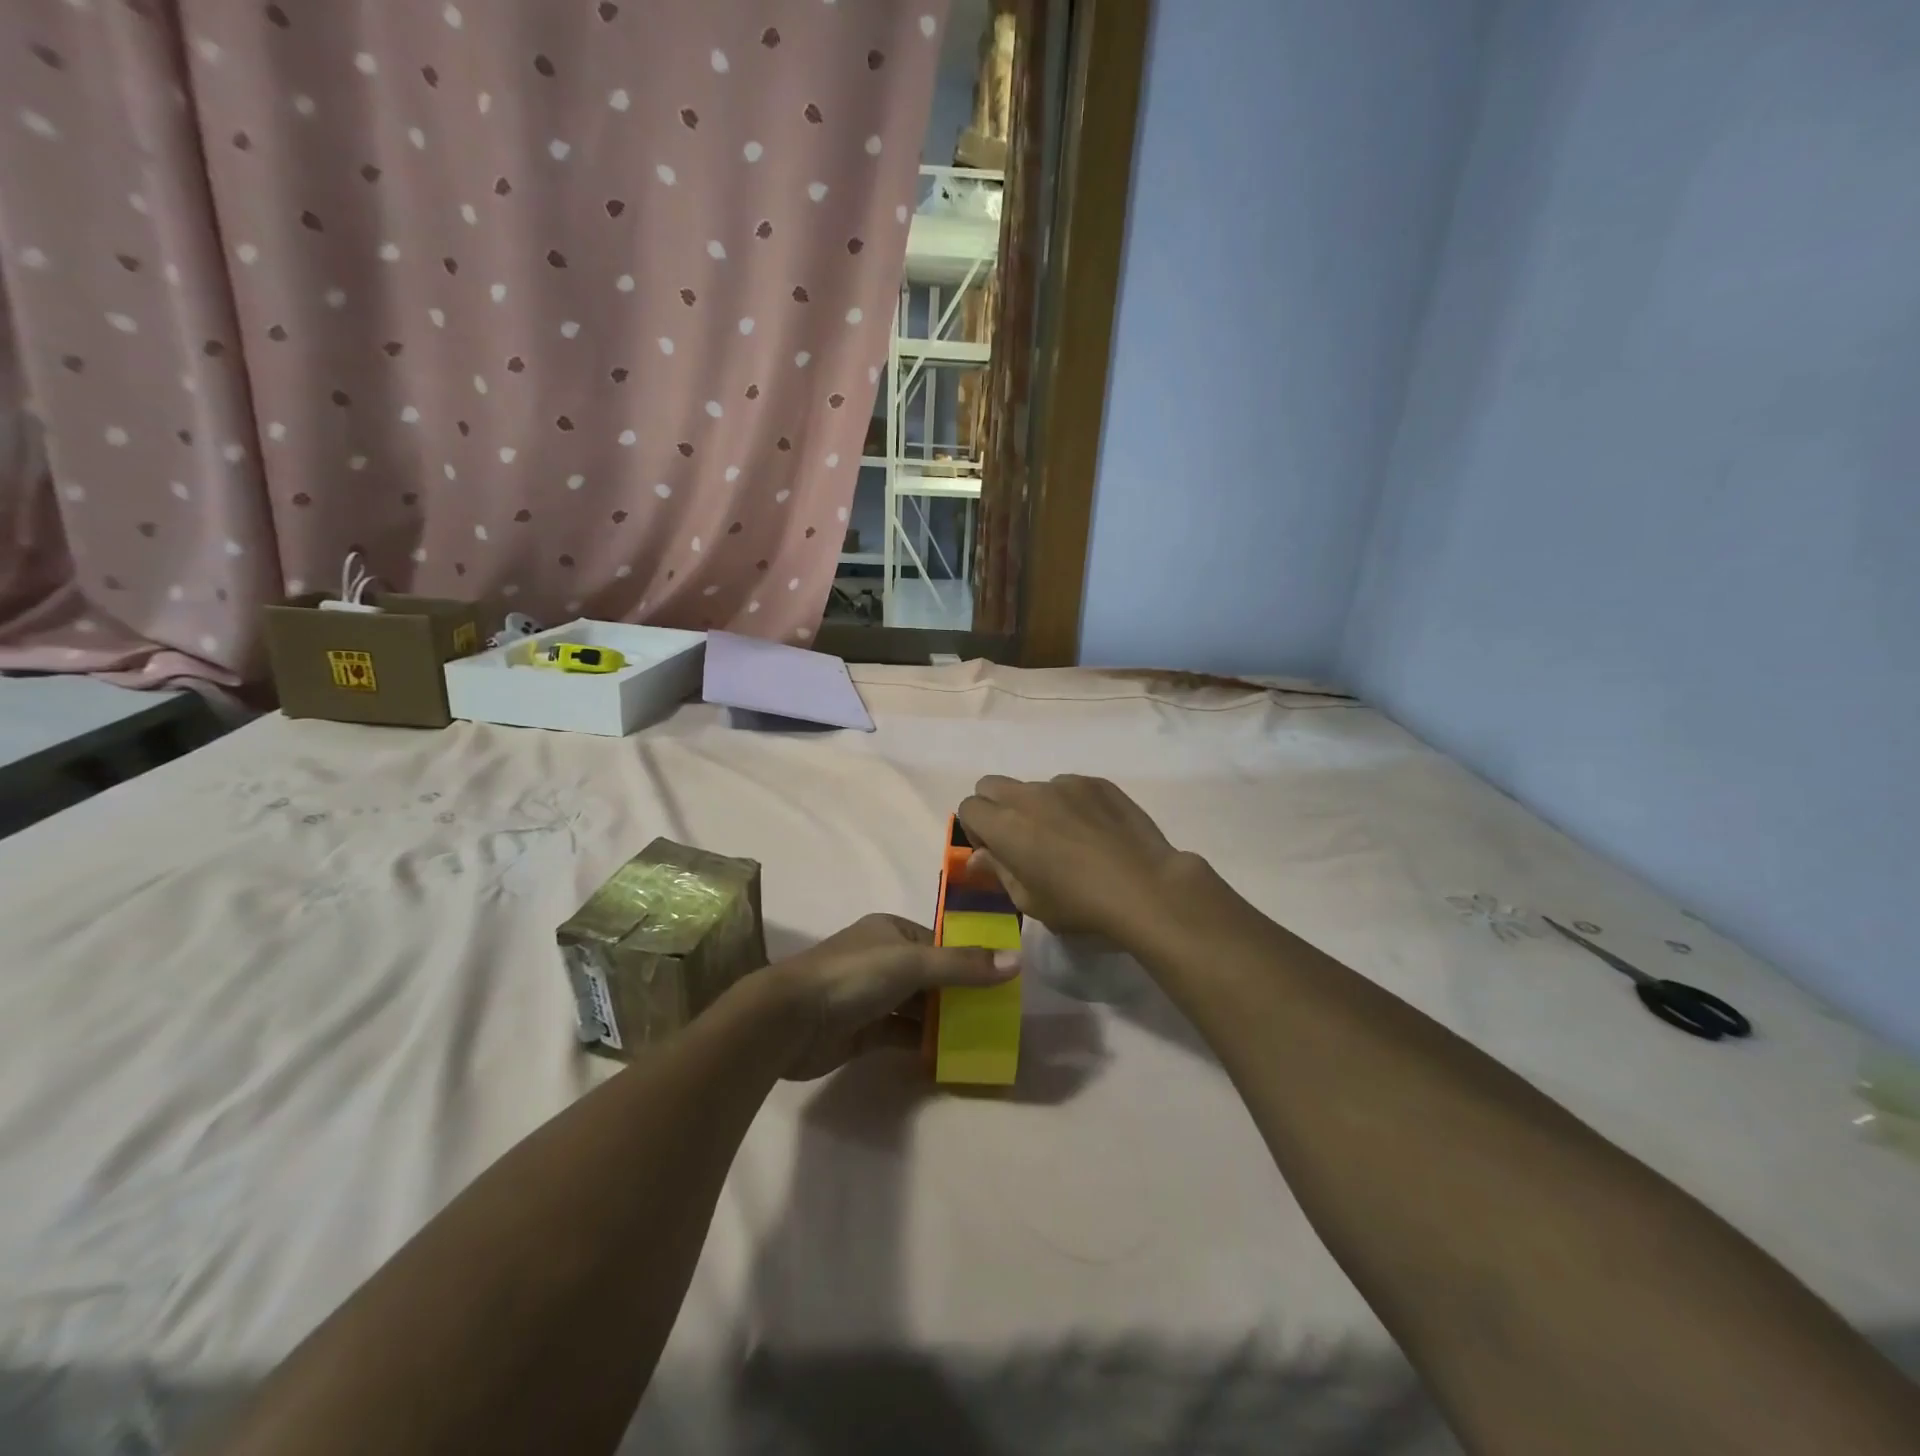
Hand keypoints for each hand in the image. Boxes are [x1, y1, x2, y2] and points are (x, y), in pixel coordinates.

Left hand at [770, 914, 1017, 1080]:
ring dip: (944, 1022)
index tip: (1002, 983)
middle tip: (997, 1017)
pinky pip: (901, 1034)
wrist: (789, 1019)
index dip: (970, 960)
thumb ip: (963, 965)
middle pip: (932, 977)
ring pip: (918, 1008)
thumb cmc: (853, 976)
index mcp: (892, 932)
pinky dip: (923, 1044)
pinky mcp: (862, 1031)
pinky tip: (949, 1058)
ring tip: (982, 1039)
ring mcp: (871, 996)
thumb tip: (1017, 961)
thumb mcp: (913, 963)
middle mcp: (883, 960)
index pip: (940, 944)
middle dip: (961, 995)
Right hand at [957, 775, 1192, 939]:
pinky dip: (1069, 803)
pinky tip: (1093, 832)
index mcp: (1005, 825)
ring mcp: (1065, 784)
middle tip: (1019, 839)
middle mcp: (1029, 795)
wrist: (1145, 888)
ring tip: (1065, 837)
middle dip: (995, 807)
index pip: (968, 807)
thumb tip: (978, 857)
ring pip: (1033, 786)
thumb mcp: (1029, 901)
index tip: (995, 852)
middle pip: (991, 785)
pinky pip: (1068, 786)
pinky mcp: (1096, 782)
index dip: (975, 829)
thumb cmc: (1080, 905)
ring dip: (1036, 806)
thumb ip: (998, 872)